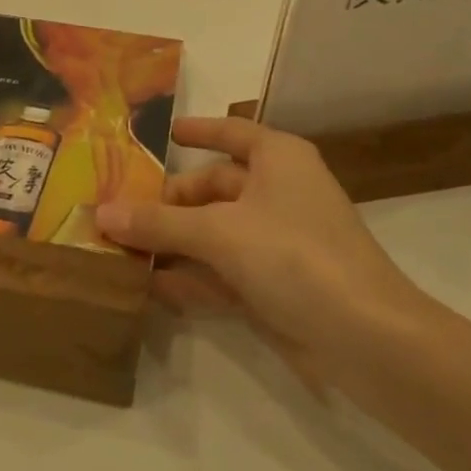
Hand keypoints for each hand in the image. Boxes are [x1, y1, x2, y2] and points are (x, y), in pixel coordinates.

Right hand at [96, 117, 422, 388]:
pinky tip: (151, 289)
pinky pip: (223, 272)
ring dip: (172, 244)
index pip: (231, 133)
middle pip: (213, 189)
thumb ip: (159, 223)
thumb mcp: (219, 233)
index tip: (163, 134)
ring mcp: (278, 242)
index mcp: (277, 159)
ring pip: (214, 233)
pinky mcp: (276, 285)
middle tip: (118, 215)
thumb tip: (102, 213)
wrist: (368, 339)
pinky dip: (192, 278)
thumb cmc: (295, 256)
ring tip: (121, 251)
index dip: (198, 131)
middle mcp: (278, 193)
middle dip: (167, 204)